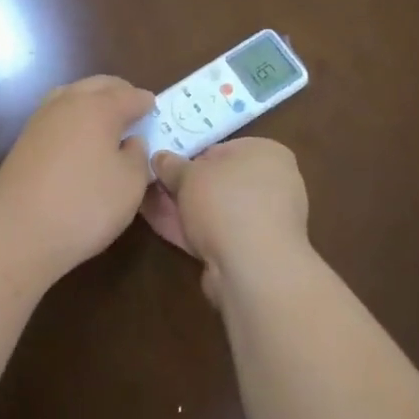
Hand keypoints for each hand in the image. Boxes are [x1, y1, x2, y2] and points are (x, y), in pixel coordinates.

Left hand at [0, 75, 155, 280]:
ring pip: (73, 94)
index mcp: (99, 107)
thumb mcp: (130, 184)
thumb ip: (137, 156)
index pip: (129, 95)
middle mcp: (68, 103)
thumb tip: (130, 141)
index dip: (145, 102)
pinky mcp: (25, 139)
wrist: (18, 231)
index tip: (155, 108)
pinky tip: (79, 138)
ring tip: (106, 120)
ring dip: (92, 100)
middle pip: (98, 85)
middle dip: (119, 92)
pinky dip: (73, 117)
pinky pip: (57, 114)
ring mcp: (42, 118)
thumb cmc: (85, 205)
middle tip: (134, 109)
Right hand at [142, 138, 309, 304]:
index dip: (190, 156)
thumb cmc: (225, 202)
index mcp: (268, 154)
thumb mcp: (189, 174)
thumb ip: (171, 165)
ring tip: (145, 202)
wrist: (254, 269)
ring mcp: (264, 222)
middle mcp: (273, 184)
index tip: (165, 164)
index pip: (222, 149)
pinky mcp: (253, 253)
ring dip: (182, 208)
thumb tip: (160, 158)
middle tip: (151, 183)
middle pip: (218, 181)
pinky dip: (190, 229)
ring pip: (215, 210)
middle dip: (184, 185)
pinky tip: (158, 224)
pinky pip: (216, 234)